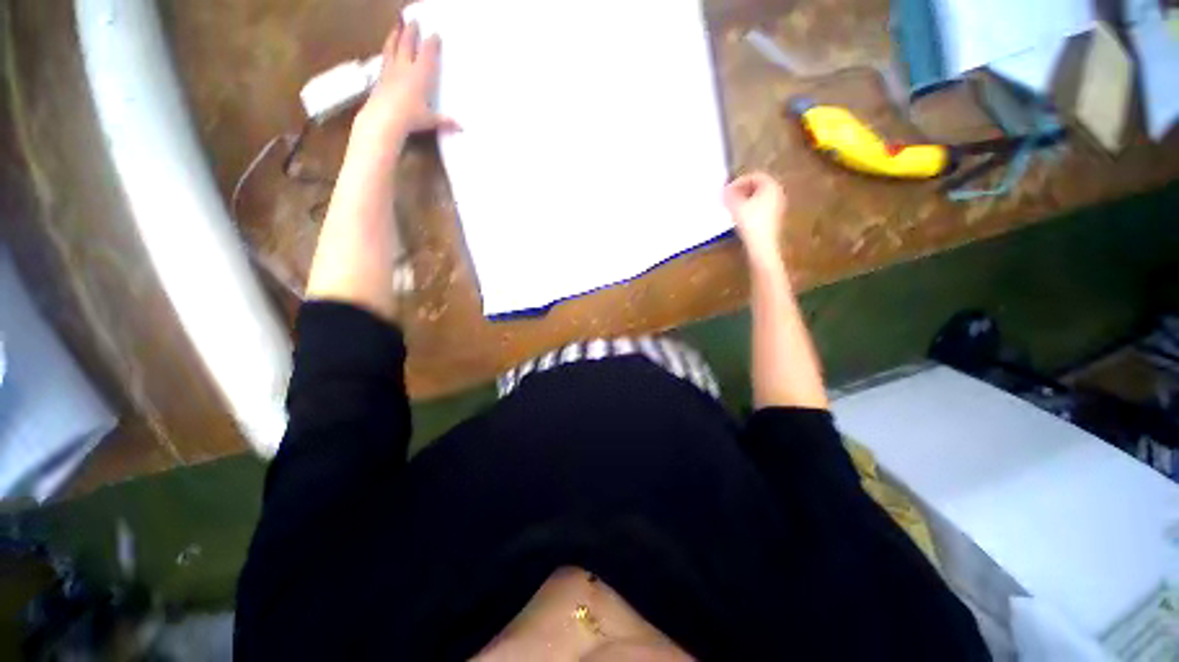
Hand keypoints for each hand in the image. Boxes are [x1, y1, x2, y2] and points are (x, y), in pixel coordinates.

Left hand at [354, 21, 458, 144]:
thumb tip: (461, 128)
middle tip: (414, 22)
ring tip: (397, 27)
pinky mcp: (380, 77)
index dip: (432, 43)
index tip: (435, 35)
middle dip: (412, 32)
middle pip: (408, 44)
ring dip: (395, 35)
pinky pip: (384, 59)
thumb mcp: (430, 120)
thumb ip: (444, 121)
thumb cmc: (411, 117)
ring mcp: (390, 70)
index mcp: (420, 75)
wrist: (384, 118)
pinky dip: (387, 51)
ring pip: (392, 47)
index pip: (428, 54)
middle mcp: (405, 67)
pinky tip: (387, 51)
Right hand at [724, 172, 786, 264]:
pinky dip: (751, 207)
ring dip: (746, 199)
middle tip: (729, 197)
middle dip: (742, 189)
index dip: (739, 181)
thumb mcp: (736, 206)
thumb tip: (724, 191)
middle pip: (758, 185)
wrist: (762, 244)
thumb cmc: (750, 221)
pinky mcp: (775, 217)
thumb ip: (729, 195)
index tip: (727, 190)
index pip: (754, 176)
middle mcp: (778, 192)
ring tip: (733, 206)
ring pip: (760, 196)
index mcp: (770, 185)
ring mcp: (778, 205)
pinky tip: (741, 216)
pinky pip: (762, 206)